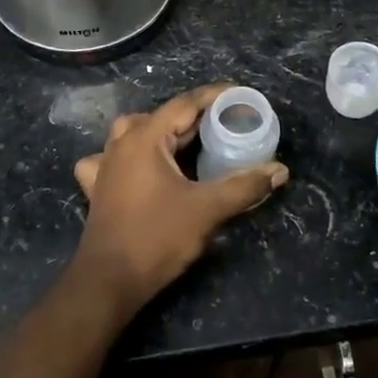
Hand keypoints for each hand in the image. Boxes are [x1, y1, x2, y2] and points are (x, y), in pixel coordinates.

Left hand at [72, 83, 289, 314]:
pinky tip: (138, 170)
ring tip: (186, 143)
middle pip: (161, 117)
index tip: (240, 96)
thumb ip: (244, 186)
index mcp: (145, 138)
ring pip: (133, 133)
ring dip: (161, 133)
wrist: (108, 281)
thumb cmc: (156, 238)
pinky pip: (112, 160)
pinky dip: (129, 158)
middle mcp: (121, 144)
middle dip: (194, 117)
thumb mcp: (206, 210)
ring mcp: (105, 166)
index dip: (214, 97)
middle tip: (225, 125)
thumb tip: (279, 170)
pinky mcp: (98, 189)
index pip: (184, 104)